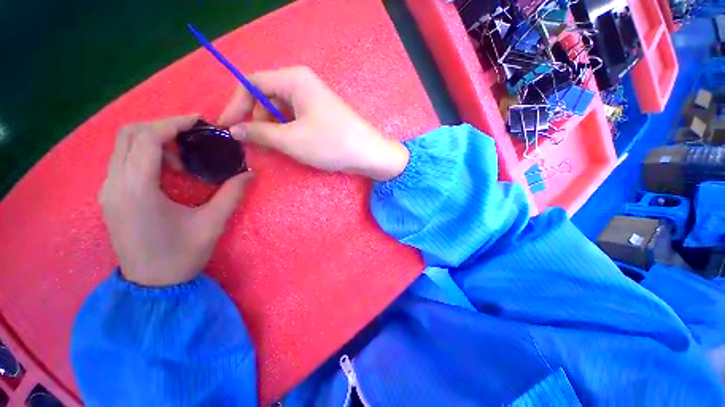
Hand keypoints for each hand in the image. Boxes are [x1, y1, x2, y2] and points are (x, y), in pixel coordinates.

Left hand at [100, 116, 251, 286]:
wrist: (151, 286)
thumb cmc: (181, 256)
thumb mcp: (212, 223)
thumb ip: (232, 194)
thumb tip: (249, 172)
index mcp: (137, 189)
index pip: (147, 138)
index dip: (174, 123)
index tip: (199, 122)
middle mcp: (114, 184)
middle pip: (129, 134)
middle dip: (163, 127)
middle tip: (192, 137)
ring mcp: (108, 191)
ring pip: (123, 146)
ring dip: (153, 141)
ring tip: (183, 159)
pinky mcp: (111, 197)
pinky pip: (123, 161)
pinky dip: (145, 154)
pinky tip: (167, 172)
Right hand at [218, 66, 408, 180]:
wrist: (368, 153)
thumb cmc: (331, 143)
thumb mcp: (291, 140)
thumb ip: (260, 133)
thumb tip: (235, 130)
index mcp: (294, 80)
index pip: (252, 83)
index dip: (235, 104)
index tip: (226, 127)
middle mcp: (303, 84)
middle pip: (267, 96)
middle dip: (256, 119)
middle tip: (253, 143)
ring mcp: (314, 100)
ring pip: (282, 110)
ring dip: (272, 128)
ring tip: (272, 148)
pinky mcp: (322, 115)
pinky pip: (296, 118)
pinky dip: (287, 131)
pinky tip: (289, 145)